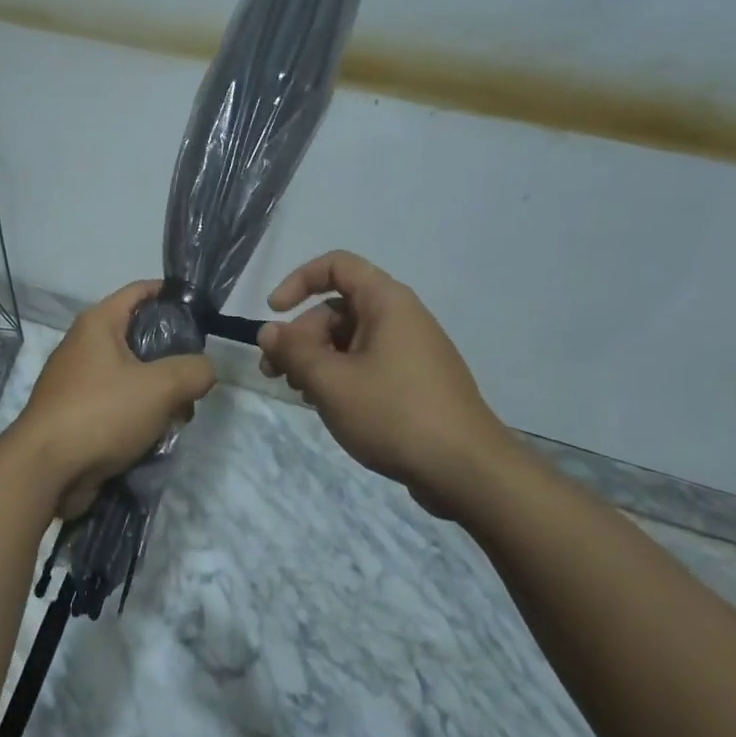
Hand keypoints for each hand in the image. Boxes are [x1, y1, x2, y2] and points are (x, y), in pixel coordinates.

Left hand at [11, 281, 216, 517]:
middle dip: (172, 358)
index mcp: (98, 323)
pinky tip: (155, 437)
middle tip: (195, 379)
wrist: (45, 470)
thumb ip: (193, 371)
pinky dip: (138, 415)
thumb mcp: (160, 387)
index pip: (140, 291)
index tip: (201, 311)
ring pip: (132, 375)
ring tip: (179, 417)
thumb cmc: (101, 413)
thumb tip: (204, 370)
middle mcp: (84, 345)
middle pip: (140, 337)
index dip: (171, 294)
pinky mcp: (76, 413)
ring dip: (159, 393)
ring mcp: (77, 381)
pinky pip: (117, 403)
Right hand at [257, 251, 515, 516]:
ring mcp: (410, 351)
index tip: (274, 313)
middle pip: (337, 308)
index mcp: (387, 302)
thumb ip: (293, 351)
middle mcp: (401, 317)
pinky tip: (327, 406)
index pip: (336, 266)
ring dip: (316, 359)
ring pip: (349, 340)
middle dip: (300, 335)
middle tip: (275, 372)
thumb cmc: (394, 414)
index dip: (299, 281)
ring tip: (298, 392)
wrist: (467, 470)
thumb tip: (268, 331)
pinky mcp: (414, 382)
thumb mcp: (332, 381)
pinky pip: (367, 364)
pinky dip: (340, 376)